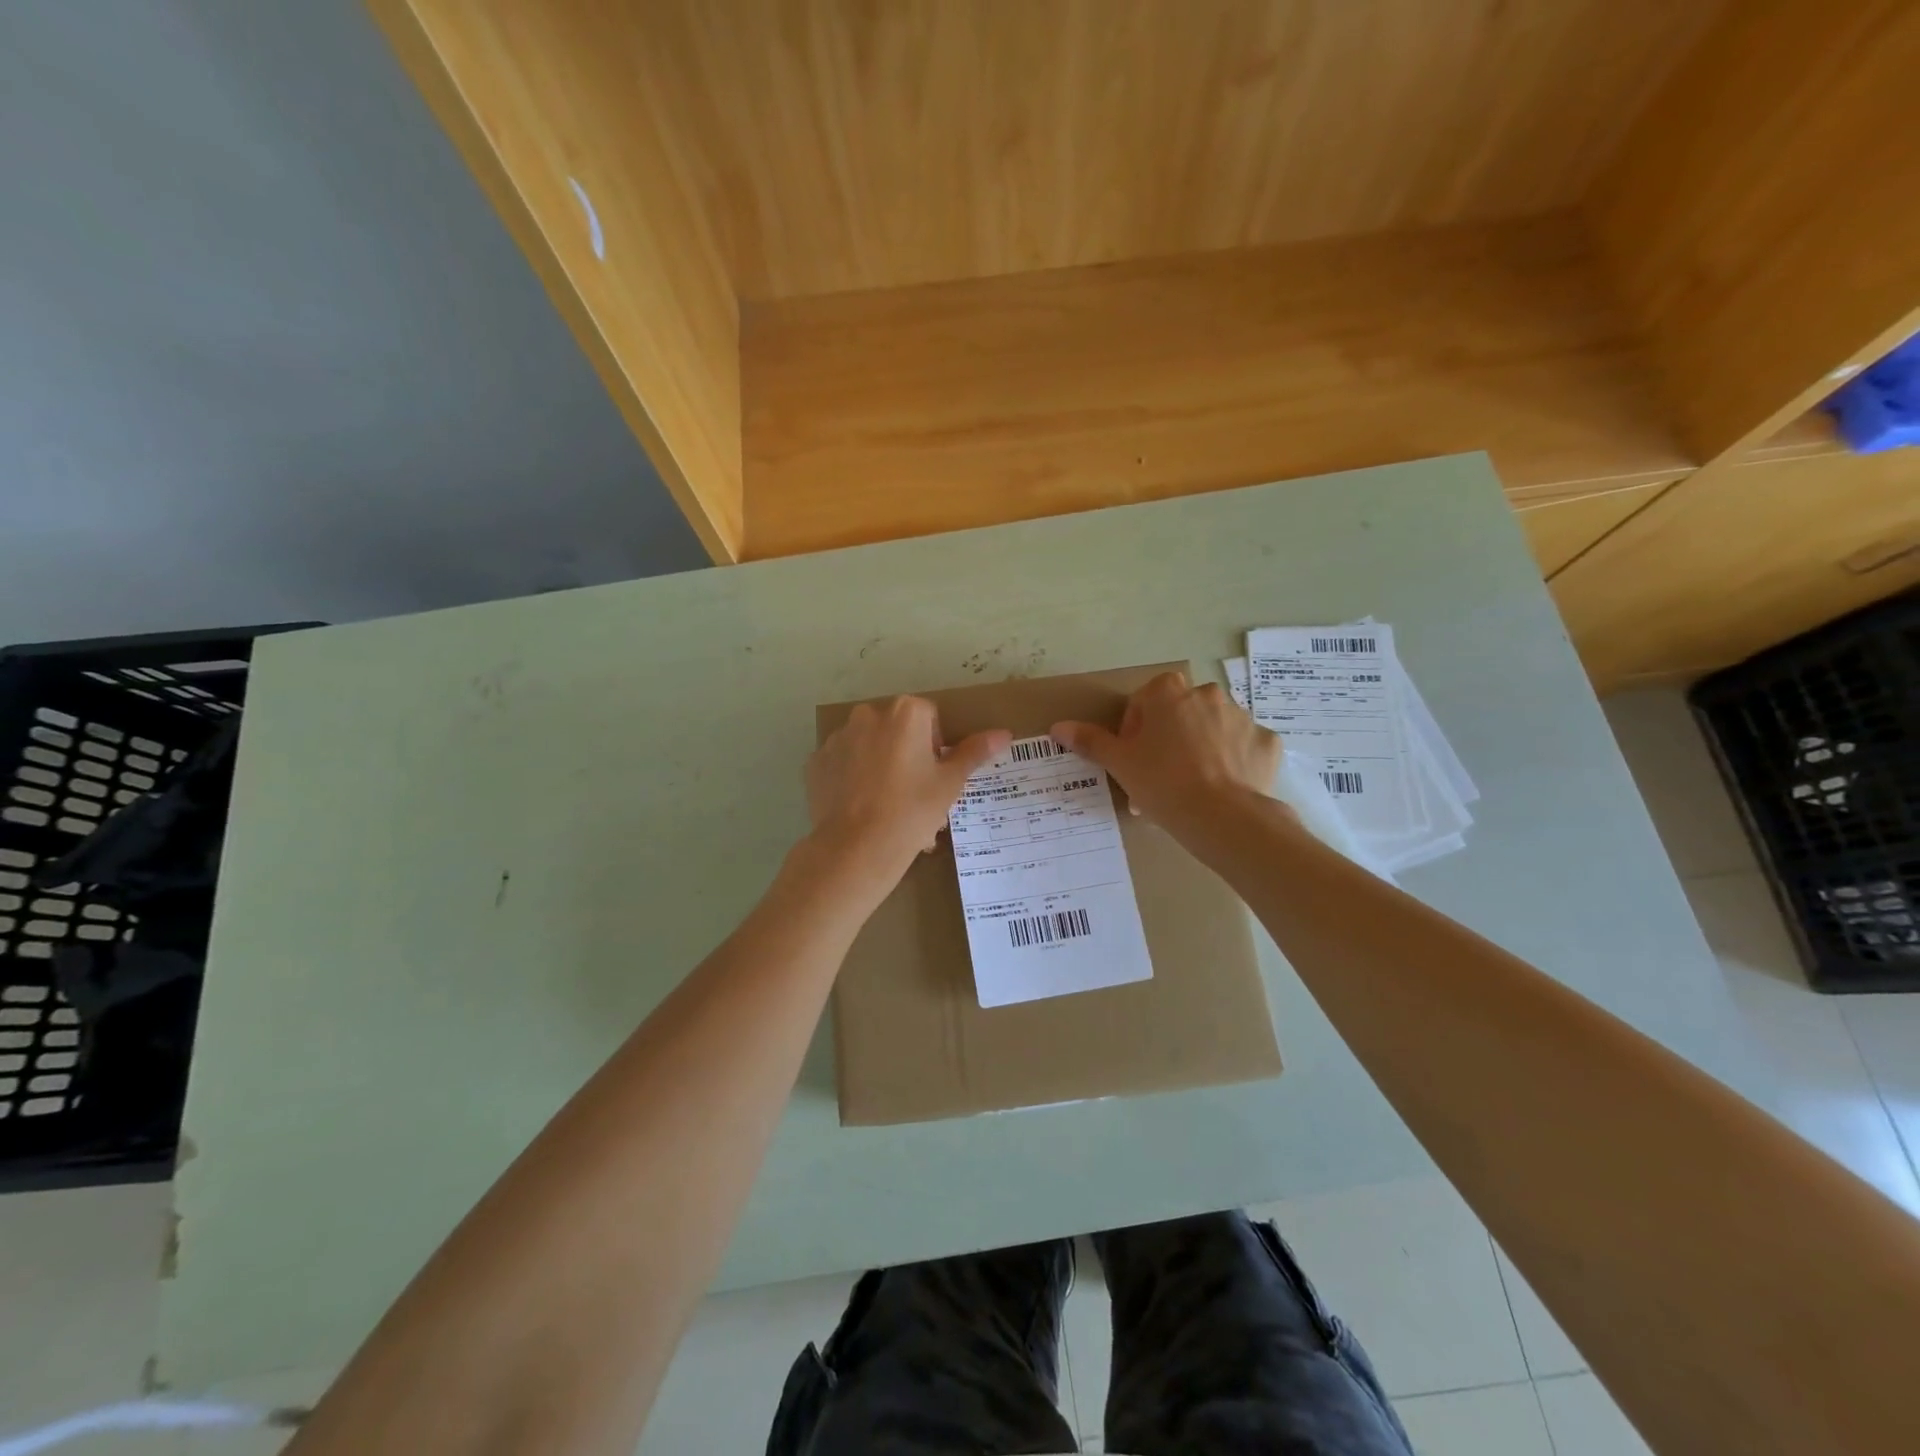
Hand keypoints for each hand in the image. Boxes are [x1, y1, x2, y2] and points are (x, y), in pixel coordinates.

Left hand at [806, 697, 1009, 889]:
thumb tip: (1004, 733)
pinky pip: (842, 764)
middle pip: (896, 729)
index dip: (936, 745)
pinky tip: (861, 807)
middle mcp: (867, 714)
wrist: (856, 848)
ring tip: (886, 805)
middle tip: (914, 793)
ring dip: (879, 764)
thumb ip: (974, 752)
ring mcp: (837, 738)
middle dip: (907, 753)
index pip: (929, 717)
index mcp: (905, 712)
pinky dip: (852, 778)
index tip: (934, 776)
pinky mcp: (815, 762)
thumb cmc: (912, 811)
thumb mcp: (950, 783)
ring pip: (868, 745)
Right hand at [1052, 671, 1280, 832]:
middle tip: (1159, 775)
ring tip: (1192, 786)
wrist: (1223, 817)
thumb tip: (1057, 727)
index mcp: (1169, 692)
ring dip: (1201, 747)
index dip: (1135, 730)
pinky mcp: (1267, 743)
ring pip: (1213, 728)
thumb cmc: (1163, 783)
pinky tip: (1223, 788)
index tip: (1134, 759)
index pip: (1144, 701)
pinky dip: (1234, 761)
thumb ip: (1090, 741)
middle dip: (1170, 737)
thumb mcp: (1120, 763)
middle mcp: (1208, 694)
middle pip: (1180, 712)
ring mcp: (1242, 717)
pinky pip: (1244, 747)